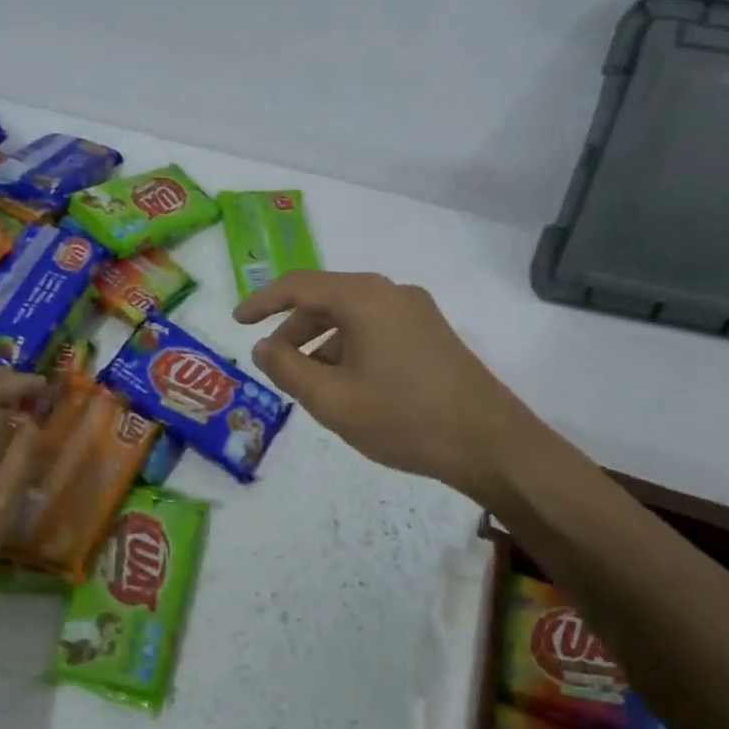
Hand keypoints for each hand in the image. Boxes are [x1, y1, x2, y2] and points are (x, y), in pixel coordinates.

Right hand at [233, 270, 536, 505]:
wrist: (491, 442)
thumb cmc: (404, 418)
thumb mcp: (332, 400)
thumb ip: (288, 369)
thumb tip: (264, 347)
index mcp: (364, 298)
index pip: (299, 285)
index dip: (262, 301)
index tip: (237, 321)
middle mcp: (391, 293)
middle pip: (327, 300)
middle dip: (294, 330)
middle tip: (275, 365)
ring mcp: (417, 312)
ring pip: (353, 317)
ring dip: (323, 344)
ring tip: (311, 386)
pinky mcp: (432, 333)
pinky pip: (376, 330)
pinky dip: (351, 350)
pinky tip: (349, 387)